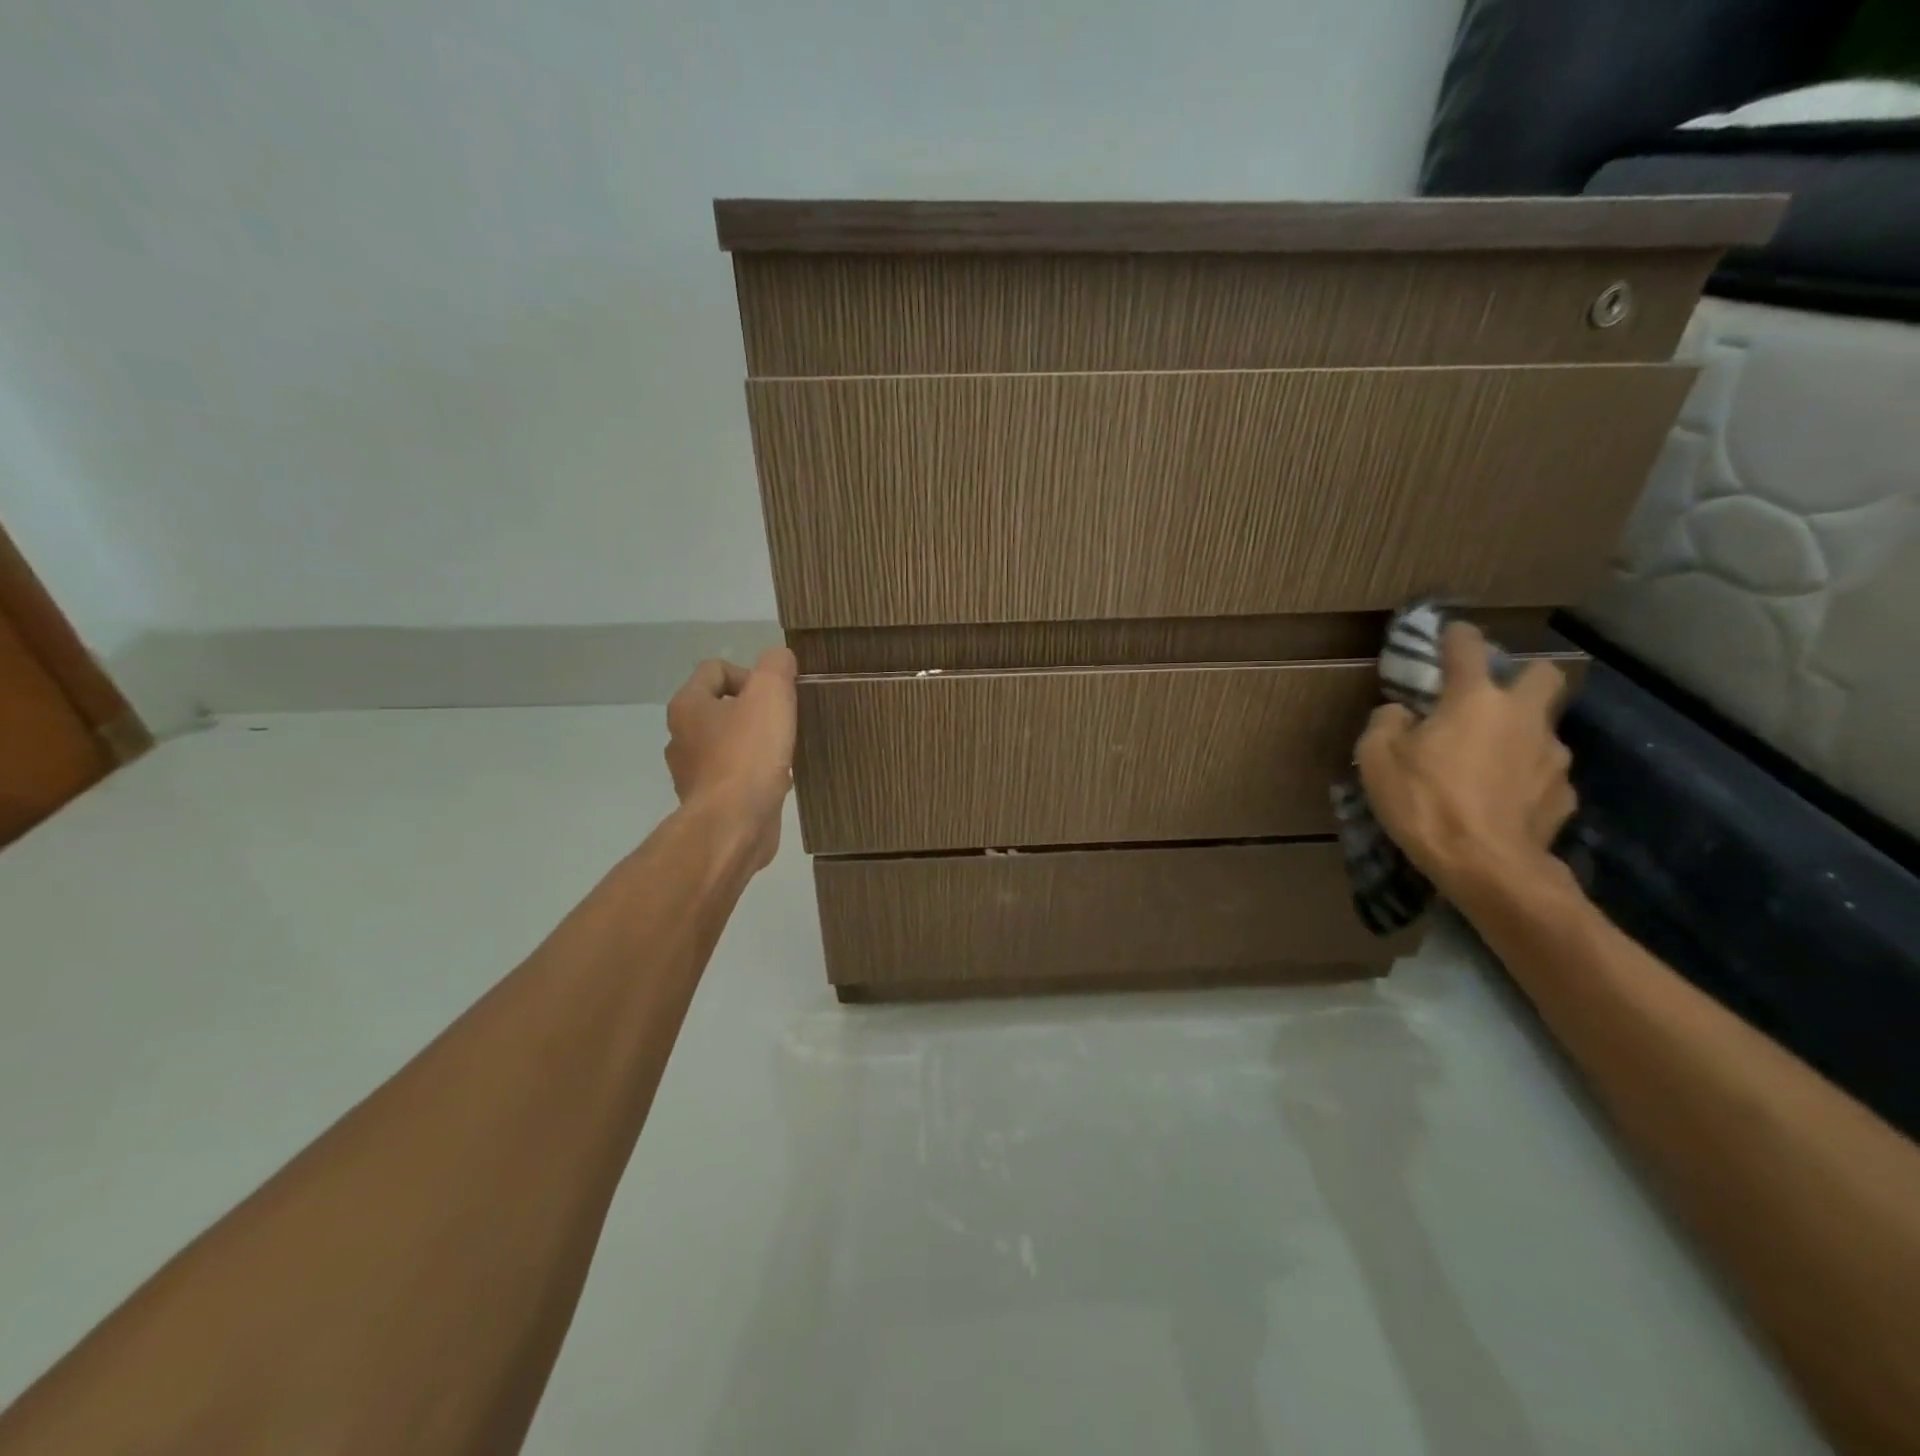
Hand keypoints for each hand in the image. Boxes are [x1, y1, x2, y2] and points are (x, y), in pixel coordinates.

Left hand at [665, 648, 797, 870]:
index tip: (775, 697)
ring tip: (783, 752)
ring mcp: (693, 773)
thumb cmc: (748, 755)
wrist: (734, 826)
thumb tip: (779, 658)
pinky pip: (736, 777)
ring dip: (756, 744)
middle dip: (755, 711)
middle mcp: (682, 737)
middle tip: (782, 723)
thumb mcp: (770, 694)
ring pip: (729, 744)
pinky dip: (756, 775)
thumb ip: (776, 666)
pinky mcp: (709, 803)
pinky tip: (778, 781)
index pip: (715, 669)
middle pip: (722, 707)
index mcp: (688, 705)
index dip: (750, 674)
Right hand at [1356, 623, 1575, 900]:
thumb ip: (1386, 724)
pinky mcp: (1564, 794)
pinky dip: (1525, 778)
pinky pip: (1544, 774)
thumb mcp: (1377, 759)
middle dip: (1523, 676)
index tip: (1451, 631)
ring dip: (1521, 735)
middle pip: (1543, 675)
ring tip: (1491, 761)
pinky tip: (1504, 798)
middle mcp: (1522, 717)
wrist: (1486, 865)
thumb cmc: (1424, 802)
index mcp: (1474, 700)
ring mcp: (1552, 756)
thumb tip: (1401, 713)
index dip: (1457, 636)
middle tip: (1493, 697)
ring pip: (1544, 729)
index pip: (1468, 649)